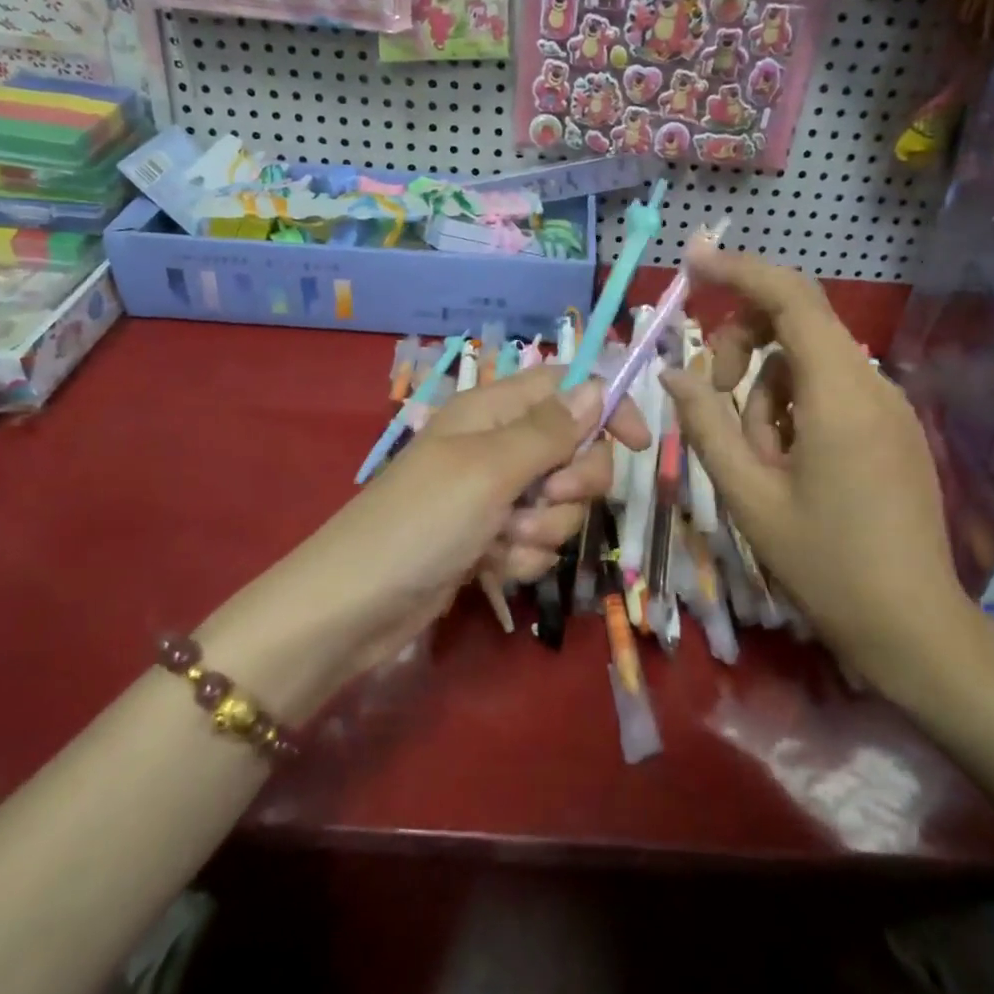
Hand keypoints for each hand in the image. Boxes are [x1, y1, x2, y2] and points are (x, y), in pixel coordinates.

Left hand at [284, 368, 648, 674]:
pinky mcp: (489, 540)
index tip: (638, 444)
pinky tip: (489, 569)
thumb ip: (549, 429)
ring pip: (559, 505)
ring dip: (542, 530)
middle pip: (574, 450)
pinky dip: (520, 558)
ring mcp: (493, 497)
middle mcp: (497, 446)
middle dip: (571, 484)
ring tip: (500, 542)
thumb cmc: (421, 522)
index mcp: (493, 411)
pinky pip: (535, 543)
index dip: (606, 407)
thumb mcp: (491, 468)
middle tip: (543, 499)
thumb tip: (596, 385)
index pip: (567, 387)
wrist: (354, 608)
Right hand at [660, 248, 974, 694]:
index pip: (791, 298)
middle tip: (710, 394)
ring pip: (807, 363)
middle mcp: (872, 386)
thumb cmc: (825, 564)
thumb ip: (707, 425)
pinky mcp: (892, 430)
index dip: (740, 270)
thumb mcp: (748, 496)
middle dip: (742, 344)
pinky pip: (829, 392)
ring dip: (765, 392)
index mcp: (839, 394)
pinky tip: (786, 464)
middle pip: (797, 323)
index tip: (693, 260)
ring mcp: (888, 408)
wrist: (913, 629)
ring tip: (757, 460)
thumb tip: (674, 372)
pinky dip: (793, 409)